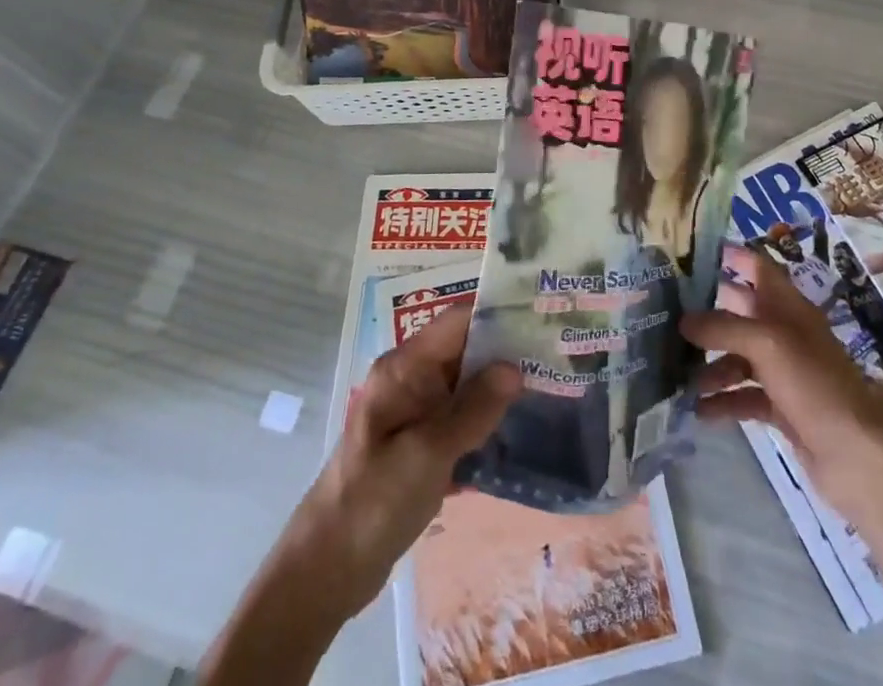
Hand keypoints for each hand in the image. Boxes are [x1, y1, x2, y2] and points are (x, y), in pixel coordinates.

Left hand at [269, 303, 519, 620]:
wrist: (327, 568)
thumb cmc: (374, 501)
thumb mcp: (428, 453)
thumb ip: (473, 409)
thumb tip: (515, 368)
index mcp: (404, 367)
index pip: (458, 321)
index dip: (497, 315)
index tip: (540, 319)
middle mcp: (410, 379)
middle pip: (465, 349)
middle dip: (506, 351)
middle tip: (554, 356)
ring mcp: (414, 411)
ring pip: (465, 384)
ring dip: (499, 388)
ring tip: (548, 386)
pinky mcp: (420, 442)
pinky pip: (459, 416)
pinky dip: (485, 419)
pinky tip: (518, 429)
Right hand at [682, 247, 882, 519]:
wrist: (859, 459)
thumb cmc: (815, 387)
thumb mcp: (768, 346)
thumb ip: (724, 327)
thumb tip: (682, 320)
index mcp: (789, 308)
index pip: (756, 268)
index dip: (728, 256)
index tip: (688, 254)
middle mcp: (786, 334)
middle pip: (740, 312)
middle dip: (706, 314)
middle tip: (664, 315)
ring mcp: (785, 373)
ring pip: (738, 357)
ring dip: (710, 364)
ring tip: (677, 374)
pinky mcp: (782, 408)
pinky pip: (744, 396)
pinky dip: (722, 401)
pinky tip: (697, 410)